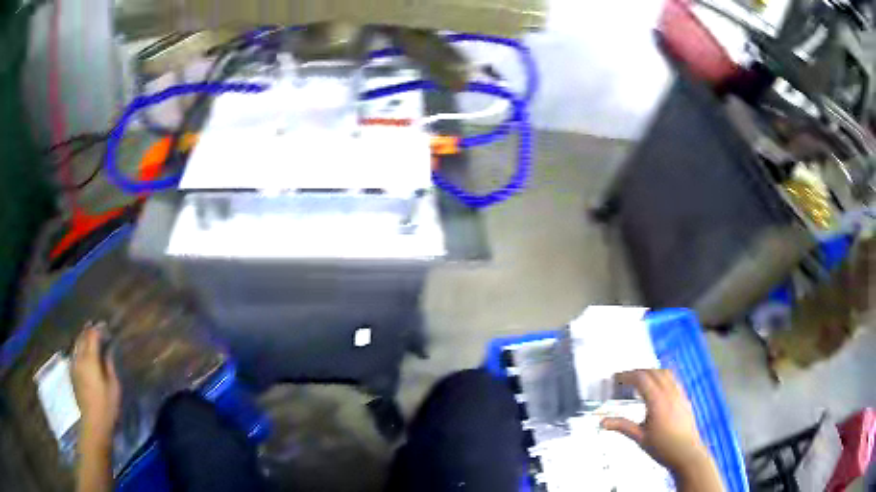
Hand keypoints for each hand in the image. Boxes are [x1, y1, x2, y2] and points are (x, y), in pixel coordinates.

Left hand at [72, 325, 120, 450]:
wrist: (93, 422)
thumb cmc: (107, 405)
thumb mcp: (114, 386)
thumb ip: (109, 364)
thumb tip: (108, 350)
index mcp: (90, 359)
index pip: (93, 336)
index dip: (99, 329)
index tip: (105, 326)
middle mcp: (80, 358)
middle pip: (82, 337)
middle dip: (89, 330)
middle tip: (97, 327)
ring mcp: (74, 365)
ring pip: (77, 344)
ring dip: (83, 337)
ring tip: (89, 335)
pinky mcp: (72, 372)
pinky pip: (74, 353)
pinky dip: (79, 347)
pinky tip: (82, 350)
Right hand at [600, 369, 710, 475]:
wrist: (687, 453)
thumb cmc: (663, 447)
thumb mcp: (640, 438)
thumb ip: (622, 426)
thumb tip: (602, 422)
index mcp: (657, 401)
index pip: (641, 378)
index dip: (627, 375)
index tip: (616, 378)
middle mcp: (669, 393)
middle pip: (653, 372)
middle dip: (637, 372)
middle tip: (624, 379)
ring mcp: (679, 394)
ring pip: (665, 373)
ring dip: (650, 372)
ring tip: (639, 381)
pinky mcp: (684, 398)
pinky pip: (673, 379)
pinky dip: (661, 377)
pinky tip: (657, 388)